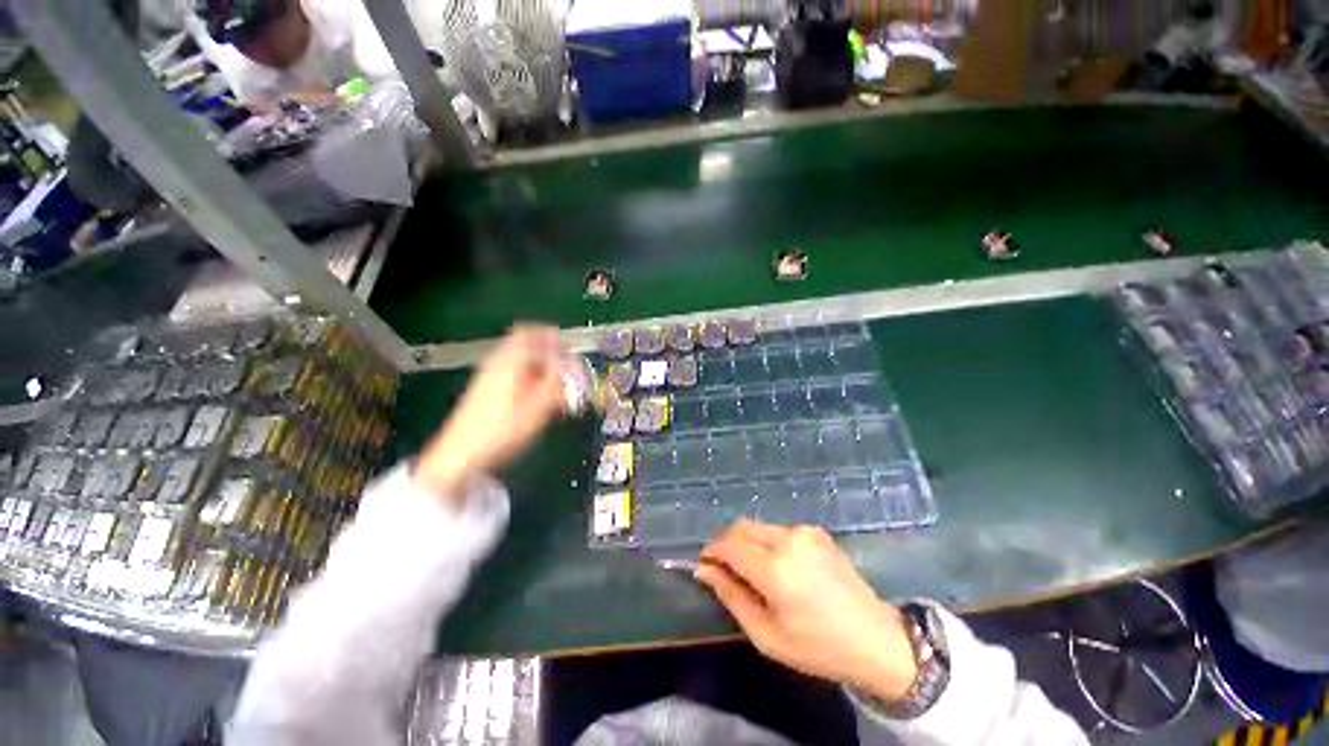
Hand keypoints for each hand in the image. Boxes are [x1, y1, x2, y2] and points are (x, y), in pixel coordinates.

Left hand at [415, 325, 565, 508]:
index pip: (528, 332)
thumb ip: (558, 379)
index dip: (549, 334)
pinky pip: (510, 373)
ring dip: (537, 366)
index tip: (566, 345)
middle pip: (523, 346)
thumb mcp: (539, 405)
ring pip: (517, 361)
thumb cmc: (504, 428)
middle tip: (563, 367)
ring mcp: (487, 376)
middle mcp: (496, 362)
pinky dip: (527, 378)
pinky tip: (535, 397)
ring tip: (553, 384)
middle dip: (546, 352)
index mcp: (510, 360)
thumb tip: (573, 360)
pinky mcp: (483, 391)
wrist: (460, 455)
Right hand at [696, 520, 918, 702]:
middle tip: (725, 567)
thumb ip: (731, 597)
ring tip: (754, 570)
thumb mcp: (766, 634)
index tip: (705, 565)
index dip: (712, 551)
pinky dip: (768, 542)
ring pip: (759, 526)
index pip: (728, 545)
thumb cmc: (818, 647)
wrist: (876, 640)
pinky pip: (779, 530)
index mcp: (774, 568)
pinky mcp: (817, 531)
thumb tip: (704, 571)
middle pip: (742, 527)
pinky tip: (780, 566)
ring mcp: (804, 531)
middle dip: (727, 543)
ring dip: (748, 542)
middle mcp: (787, 539)